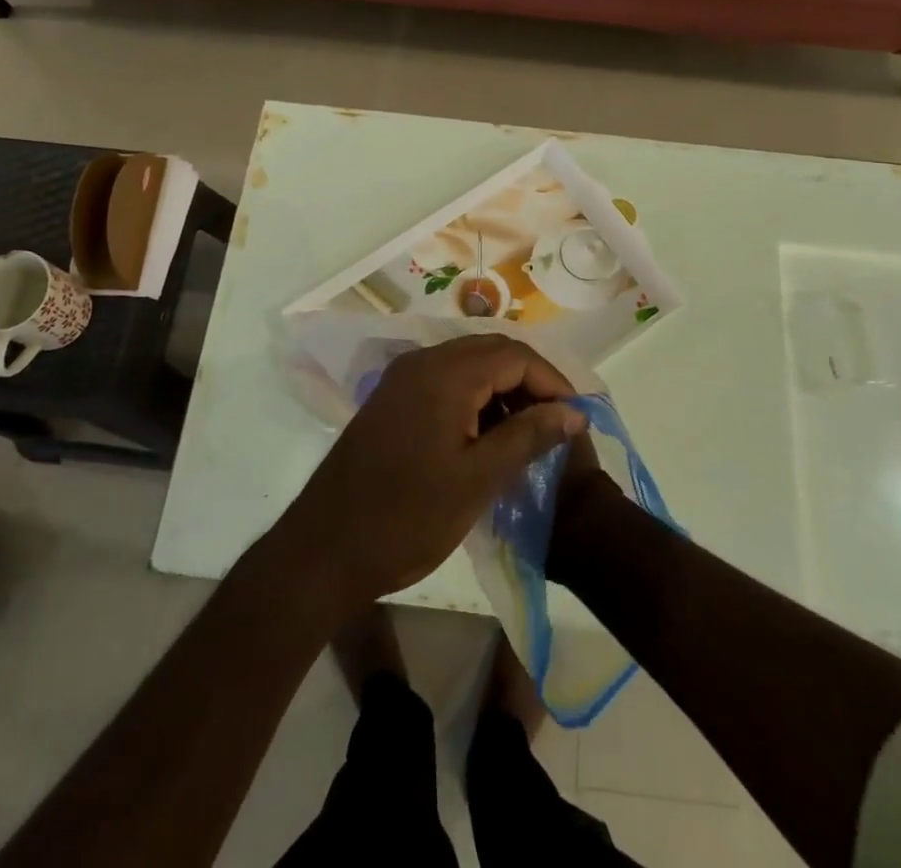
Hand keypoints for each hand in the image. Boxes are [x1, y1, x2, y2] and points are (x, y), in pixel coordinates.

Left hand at [274, 335, 587, 616]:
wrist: (325, 549)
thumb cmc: (407, 518)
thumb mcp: (478, 480)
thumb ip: (528, 436)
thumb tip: (573, 412)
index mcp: (445, 373)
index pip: (515, 355)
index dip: (552, 382)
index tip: (576, 419)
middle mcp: (422, 362)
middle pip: (491, 352)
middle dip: (530, 382)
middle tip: (556, 425)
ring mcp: (402, 378)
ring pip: (468, 365)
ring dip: (502, 390)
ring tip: (527, 435)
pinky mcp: (392, 398)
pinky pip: (445, 381)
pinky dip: (474, 399)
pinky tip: (486, 436)